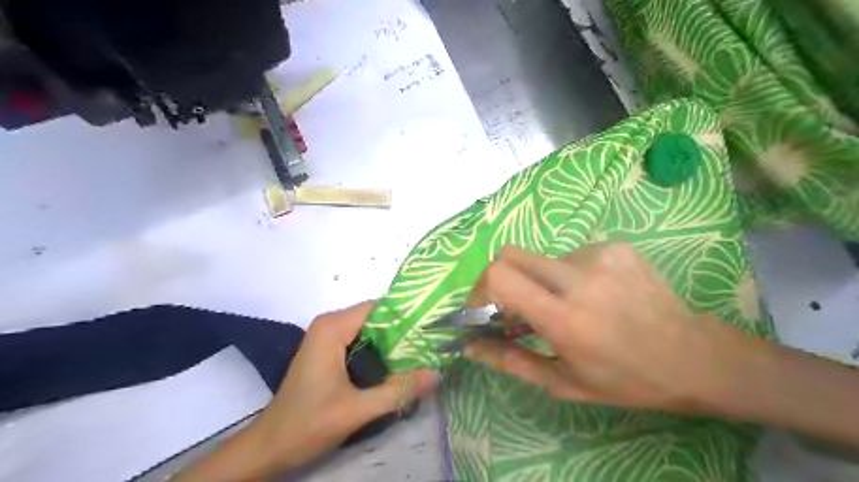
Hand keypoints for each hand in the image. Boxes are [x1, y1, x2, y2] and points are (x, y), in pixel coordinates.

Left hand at [253, 302, 437, 470]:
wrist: (270, 447)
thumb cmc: (307, 424)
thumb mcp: (357, 410)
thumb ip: (398, 391)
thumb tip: (437, 374)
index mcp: (333, 327)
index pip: (379, 308)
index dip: (406, 316)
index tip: (432, 328)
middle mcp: (330, 324)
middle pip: (376, 317)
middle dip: (403, 331)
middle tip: (432, 345)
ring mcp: (328, 337)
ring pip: (370, 330)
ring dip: (393, 342)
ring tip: (422, 355)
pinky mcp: (328, 350)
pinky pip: (361, 340)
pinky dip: (380, 351)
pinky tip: (398, 366)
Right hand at [467, 245, 760, 413]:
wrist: (692, 356)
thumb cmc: (624, 379)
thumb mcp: (562, 381)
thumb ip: (510, 360)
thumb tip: (469, 346)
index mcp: (564, 317)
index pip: (500, 276)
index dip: (480, 289)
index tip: (485, 310)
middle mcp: (579, 277)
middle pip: (510, 254)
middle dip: (499, 278)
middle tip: (513, 305)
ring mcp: (600, 254)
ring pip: (542, 259)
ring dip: (541, 282)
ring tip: (567, 306)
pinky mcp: (615, 245)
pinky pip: (571, 255)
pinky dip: (568, 275)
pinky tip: (594, 295)